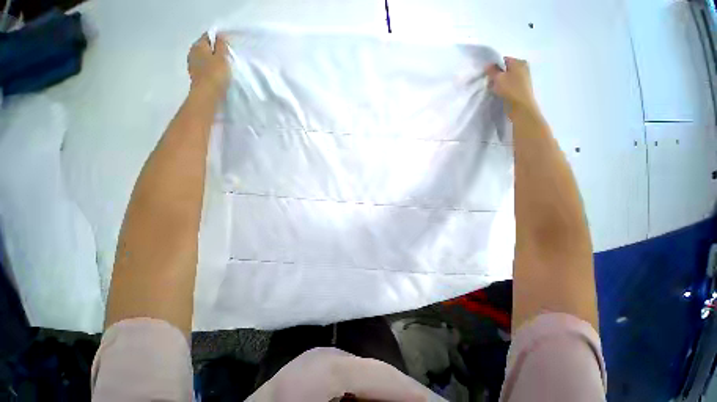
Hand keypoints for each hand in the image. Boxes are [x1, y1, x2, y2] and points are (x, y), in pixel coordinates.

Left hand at [187, 34, 229, 94]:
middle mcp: (192, 53)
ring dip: (212, 61)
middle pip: (205, 47)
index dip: (218, 39)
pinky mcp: (196, 77)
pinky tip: (218, 75)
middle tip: (227, 57)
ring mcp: (193, 65)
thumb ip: (221, 46)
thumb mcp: (222, 57)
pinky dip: (210, 69)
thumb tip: (220, 37)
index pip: (208, 36)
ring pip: (204, 58)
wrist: (207, 95)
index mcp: (198, 45)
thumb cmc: (216, 74)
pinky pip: (204, 68)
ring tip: (223, 67)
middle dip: (214, 50)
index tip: (228, 45)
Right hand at [485, 57, 538, 115]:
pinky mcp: (521, 87)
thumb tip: (487, 64)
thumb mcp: (498, 78)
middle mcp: (523, 68)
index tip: (487, 74)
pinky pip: (509, 84)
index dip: (494, 66)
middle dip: (496, 75)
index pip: (503, 60)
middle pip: (505, 69)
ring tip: (493, 89)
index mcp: (519, 62)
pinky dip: (503, 87)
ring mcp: (523, 78)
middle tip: (489, 82)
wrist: (521, 106)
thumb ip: (492, 70)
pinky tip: (499, 93)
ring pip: (507, 77)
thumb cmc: (510, 89)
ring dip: (499, 82)